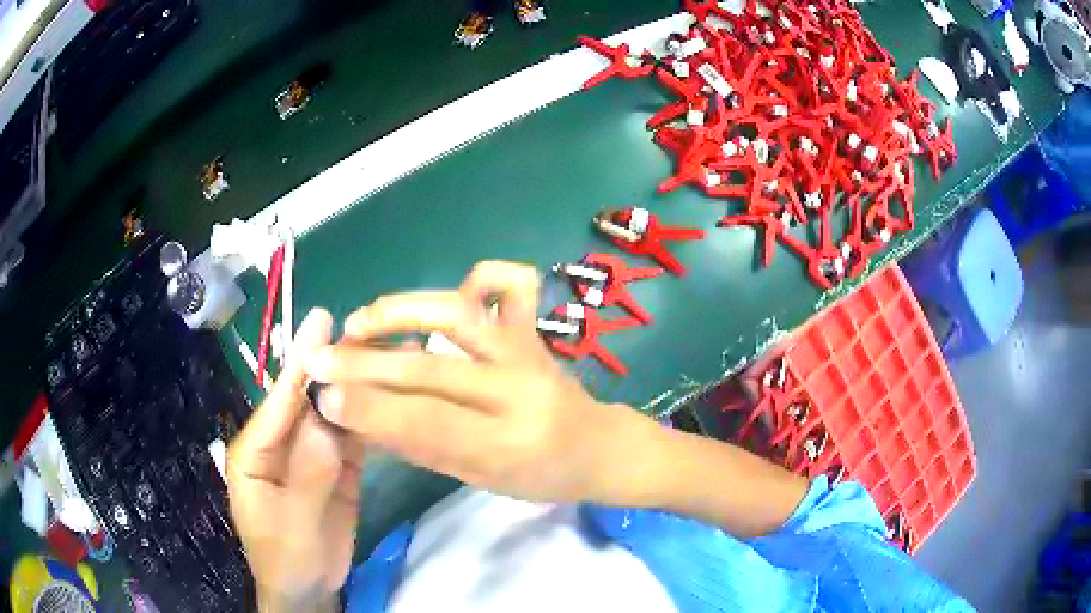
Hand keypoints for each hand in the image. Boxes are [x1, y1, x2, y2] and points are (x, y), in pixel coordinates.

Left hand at [227, 309, 363, 611]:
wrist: (309, 589)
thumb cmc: (285, 558)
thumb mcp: (291, 523)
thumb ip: (308, 474)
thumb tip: (328, 424)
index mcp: (255, 448)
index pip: (279, 401)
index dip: (300, 362)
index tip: (322, 321)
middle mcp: (282, 441)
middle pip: (310, 398)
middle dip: (336, 365)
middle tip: (369, 329)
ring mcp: (312, 453)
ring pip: (335, 413)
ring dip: (358, 385)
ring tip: (389, 351)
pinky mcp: (338, 466)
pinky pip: (353, 437)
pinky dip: (371, 416)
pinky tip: (392, 395)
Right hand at [304, 261, 654, 503]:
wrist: (599, 447)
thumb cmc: (539, 476)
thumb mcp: (480, 479)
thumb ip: (422, 447)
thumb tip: (361, 416)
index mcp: (509, 446)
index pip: (427, 423)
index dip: (369, 409)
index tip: (322, 396)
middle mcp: (520, 390)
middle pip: (431, 368)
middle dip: (365, 363)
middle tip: (319, 360)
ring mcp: (529, 351)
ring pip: (459, 314)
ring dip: (400, 312)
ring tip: (357, 323)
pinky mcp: (535, 328)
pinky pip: (511, 284)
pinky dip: (479, 276)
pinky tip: (448, 296)